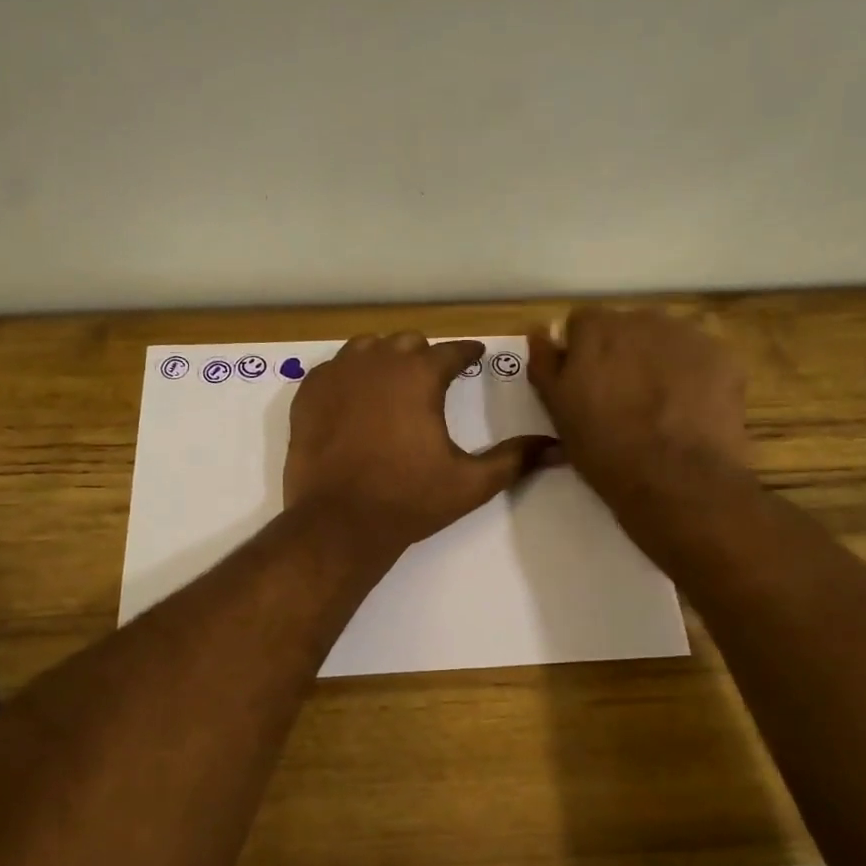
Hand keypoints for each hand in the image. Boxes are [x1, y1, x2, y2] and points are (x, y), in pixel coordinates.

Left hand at [285, 334, 554, 551]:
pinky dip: (347, 375)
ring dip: (384, 358)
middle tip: (433, 376)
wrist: (339, 523)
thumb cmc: (409, 500)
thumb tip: (557, 448)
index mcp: (419, 375)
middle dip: (424, 356)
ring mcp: (336, 375)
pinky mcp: (308, 394)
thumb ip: (514, 459)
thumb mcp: (471, 483)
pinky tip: (353, 396)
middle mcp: (377, 363)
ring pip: (366, 348)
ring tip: (392, 381)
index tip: (475, 355)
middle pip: (407, 342)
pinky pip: (332, 368)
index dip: (467, 353)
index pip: (452, 351)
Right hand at [526, 307, 750, 507]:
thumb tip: (539, 330)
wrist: (676, 479)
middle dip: (622, 353)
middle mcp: (641, 319)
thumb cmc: (604, 448)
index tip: (586, 384)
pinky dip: (693, 375)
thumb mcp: (557, 410)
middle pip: (626, 327)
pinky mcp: (723, 356)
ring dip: (658, 360)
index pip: (582, 323)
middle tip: (623, 398)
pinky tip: (690, 409)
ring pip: (664, 339)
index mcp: (596, 330)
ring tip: (660, 405)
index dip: (582, 352)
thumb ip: (545, 363)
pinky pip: (700, 356)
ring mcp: (687, 335)